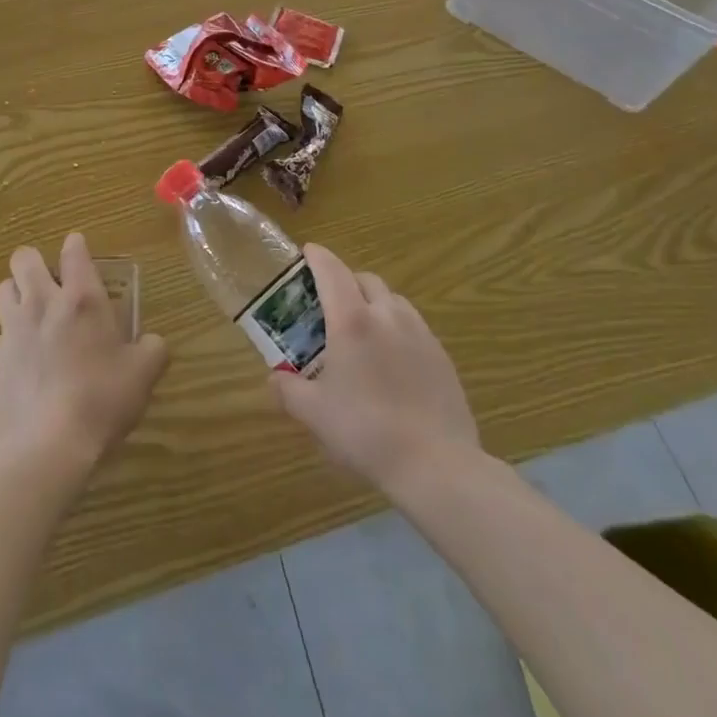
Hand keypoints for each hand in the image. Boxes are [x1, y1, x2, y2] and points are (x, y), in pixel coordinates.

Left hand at [0, 234, 167, 476]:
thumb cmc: (102, 400)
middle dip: (35, 263)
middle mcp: (41, 303)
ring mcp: (12, 331)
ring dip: (18, 295)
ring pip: (4, 290)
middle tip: (51, 285)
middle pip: (24, 259)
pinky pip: (0, 337)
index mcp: (81, 298)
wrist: (48, 446)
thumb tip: (152, 342)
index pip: (73, 250)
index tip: (81, 256)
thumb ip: (153, 349)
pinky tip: (28, 367)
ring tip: (34, 317)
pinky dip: (12, 341)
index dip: (77, 247)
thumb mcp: (144, 374)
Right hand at [271, 245, 483, 496]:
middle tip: (330, 304)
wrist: (436, 464)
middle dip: (346, 281)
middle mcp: (387, 315)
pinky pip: (414, 326)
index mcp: (352, 320)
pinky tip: (392, 360)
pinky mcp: (442, 355)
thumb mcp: (314, 414)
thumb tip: (274, 379)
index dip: (317, 256)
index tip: (307, 252)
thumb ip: (288, 390)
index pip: (332, 270)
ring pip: (393, 301)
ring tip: (363, 330)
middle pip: (365, 279)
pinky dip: (397, 328)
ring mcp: (420, 333)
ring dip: (374, 303)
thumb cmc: (366, 431)